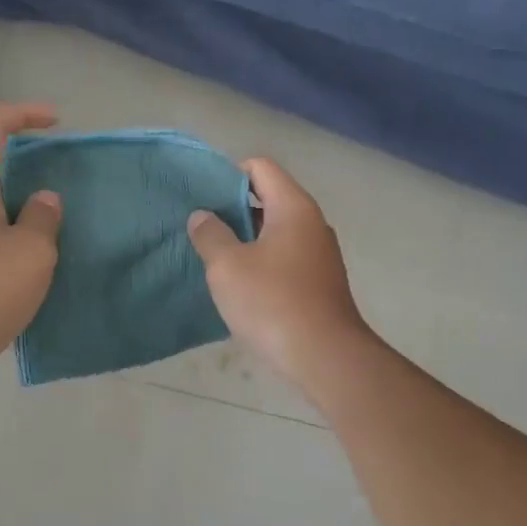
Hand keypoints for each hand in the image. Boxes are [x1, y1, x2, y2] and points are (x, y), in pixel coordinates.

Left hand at [0, 102, 62, 389]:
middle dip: (24, 158)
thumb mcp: (32, 255)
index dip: (23, 112)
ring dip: (18, 198)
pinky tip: (30, 256)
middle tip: (59, 176)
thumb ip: (43, 219)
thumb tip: (44, 200)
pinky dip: (9, 226)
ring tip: (52, 222)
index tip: (55, 123)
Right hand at [188, 157, 368, 388]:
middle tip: (202, 229)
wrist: (325, 357)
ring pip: (276, 232)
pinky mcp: (320, 282)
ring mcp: (320, 255)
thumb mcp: (227, 267)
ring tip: (215, 258)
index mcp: (293, 207)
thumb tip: (202, 216)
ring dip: (246, 240)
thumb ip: (210, 234)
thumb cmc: (272, 303)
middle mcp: (312, 223)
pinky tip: (241, 286)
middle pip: (269, 198)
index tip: (203, 199)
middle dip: (233, 210)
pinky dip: (262, 262)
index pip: (260, 167)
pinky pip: (285, 258)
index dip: (228, 175)